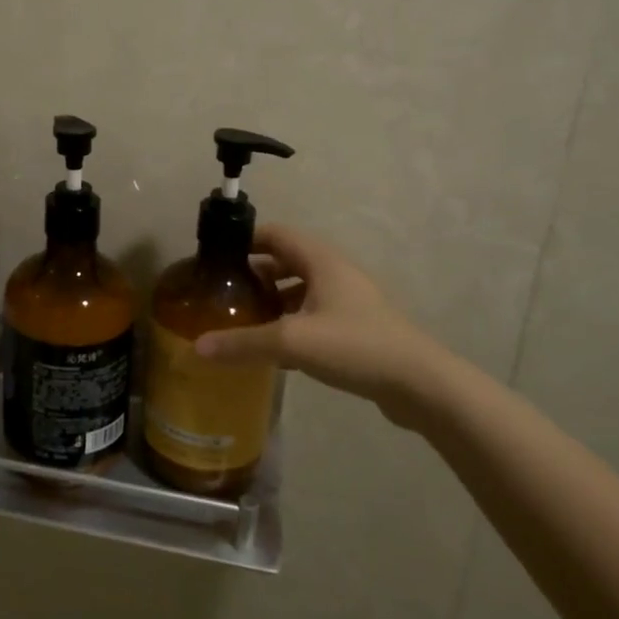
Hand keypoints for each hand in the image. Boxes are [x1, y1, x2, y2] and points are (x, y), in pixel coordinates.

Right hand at [194, 224, 460, 430]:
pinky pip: (315, 314)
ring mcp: (350, 301)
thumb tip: (198, 346)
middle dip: (255, 273)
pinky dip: (292, 322)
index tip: (217, 257)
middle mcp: (335, 272)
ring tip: (245, 319)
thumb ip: (243, 342)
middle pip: (287, 261)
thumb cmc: (354, 346)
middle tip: (225, 293)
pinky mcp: (358, 328)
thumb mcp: (291, 342)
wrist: (420, 384)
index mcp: (321, 260)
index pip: (276, 233)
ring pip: (302, 289)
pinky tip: (276, 350)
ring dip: (274, 299)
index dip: (245, 240)